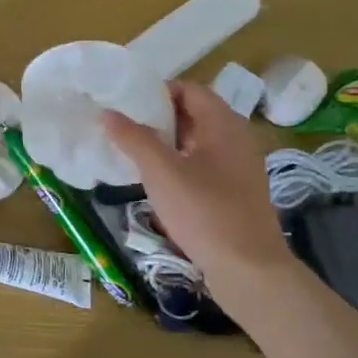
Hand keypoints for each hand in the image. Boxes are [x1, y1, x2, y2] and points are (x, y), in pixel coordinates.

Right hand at [103, 82, 293, 291]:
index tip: (125, 104)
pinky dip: (179, 165)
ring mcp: (239, 167)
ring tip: (133, 153)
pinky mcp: (235, 191)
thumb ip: (134, 139)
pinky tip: (157, 182)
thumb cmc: (204, 212)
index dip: (157, 92)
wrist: (248, 268)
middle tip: (123, 128)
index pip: (189, 89)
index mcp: (224, 124)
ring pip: (197, 142)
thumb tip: (108, 113)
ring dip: (166, 143)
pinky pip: (203, 165)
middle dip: (157, 118)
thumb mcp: (161, 173)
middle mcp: (236, 139)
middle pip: (193, 114)